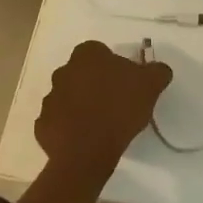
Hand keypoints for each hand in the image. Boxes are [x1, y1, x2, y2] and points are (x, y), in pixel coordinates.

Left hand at [35, 41, 172, 172]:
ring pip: (68, 97)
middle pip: (81, 73)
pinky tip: (85, 139)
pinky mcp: (43, 124)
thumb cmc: (119, 110)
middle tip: (114, 102)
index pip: (99, 51)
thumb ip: (157, 71)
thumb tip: (159, 69)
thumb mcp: (150, 86)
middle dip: (94, 83)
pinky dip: (69, 127)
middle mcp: (63, 71)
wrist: (86, 151)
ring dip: (80, 105)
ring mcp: (50, 98)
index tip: (124, 82)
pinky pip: (58, 121)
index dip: (112, 65)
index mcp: (87, 56)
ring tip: (100, 124)